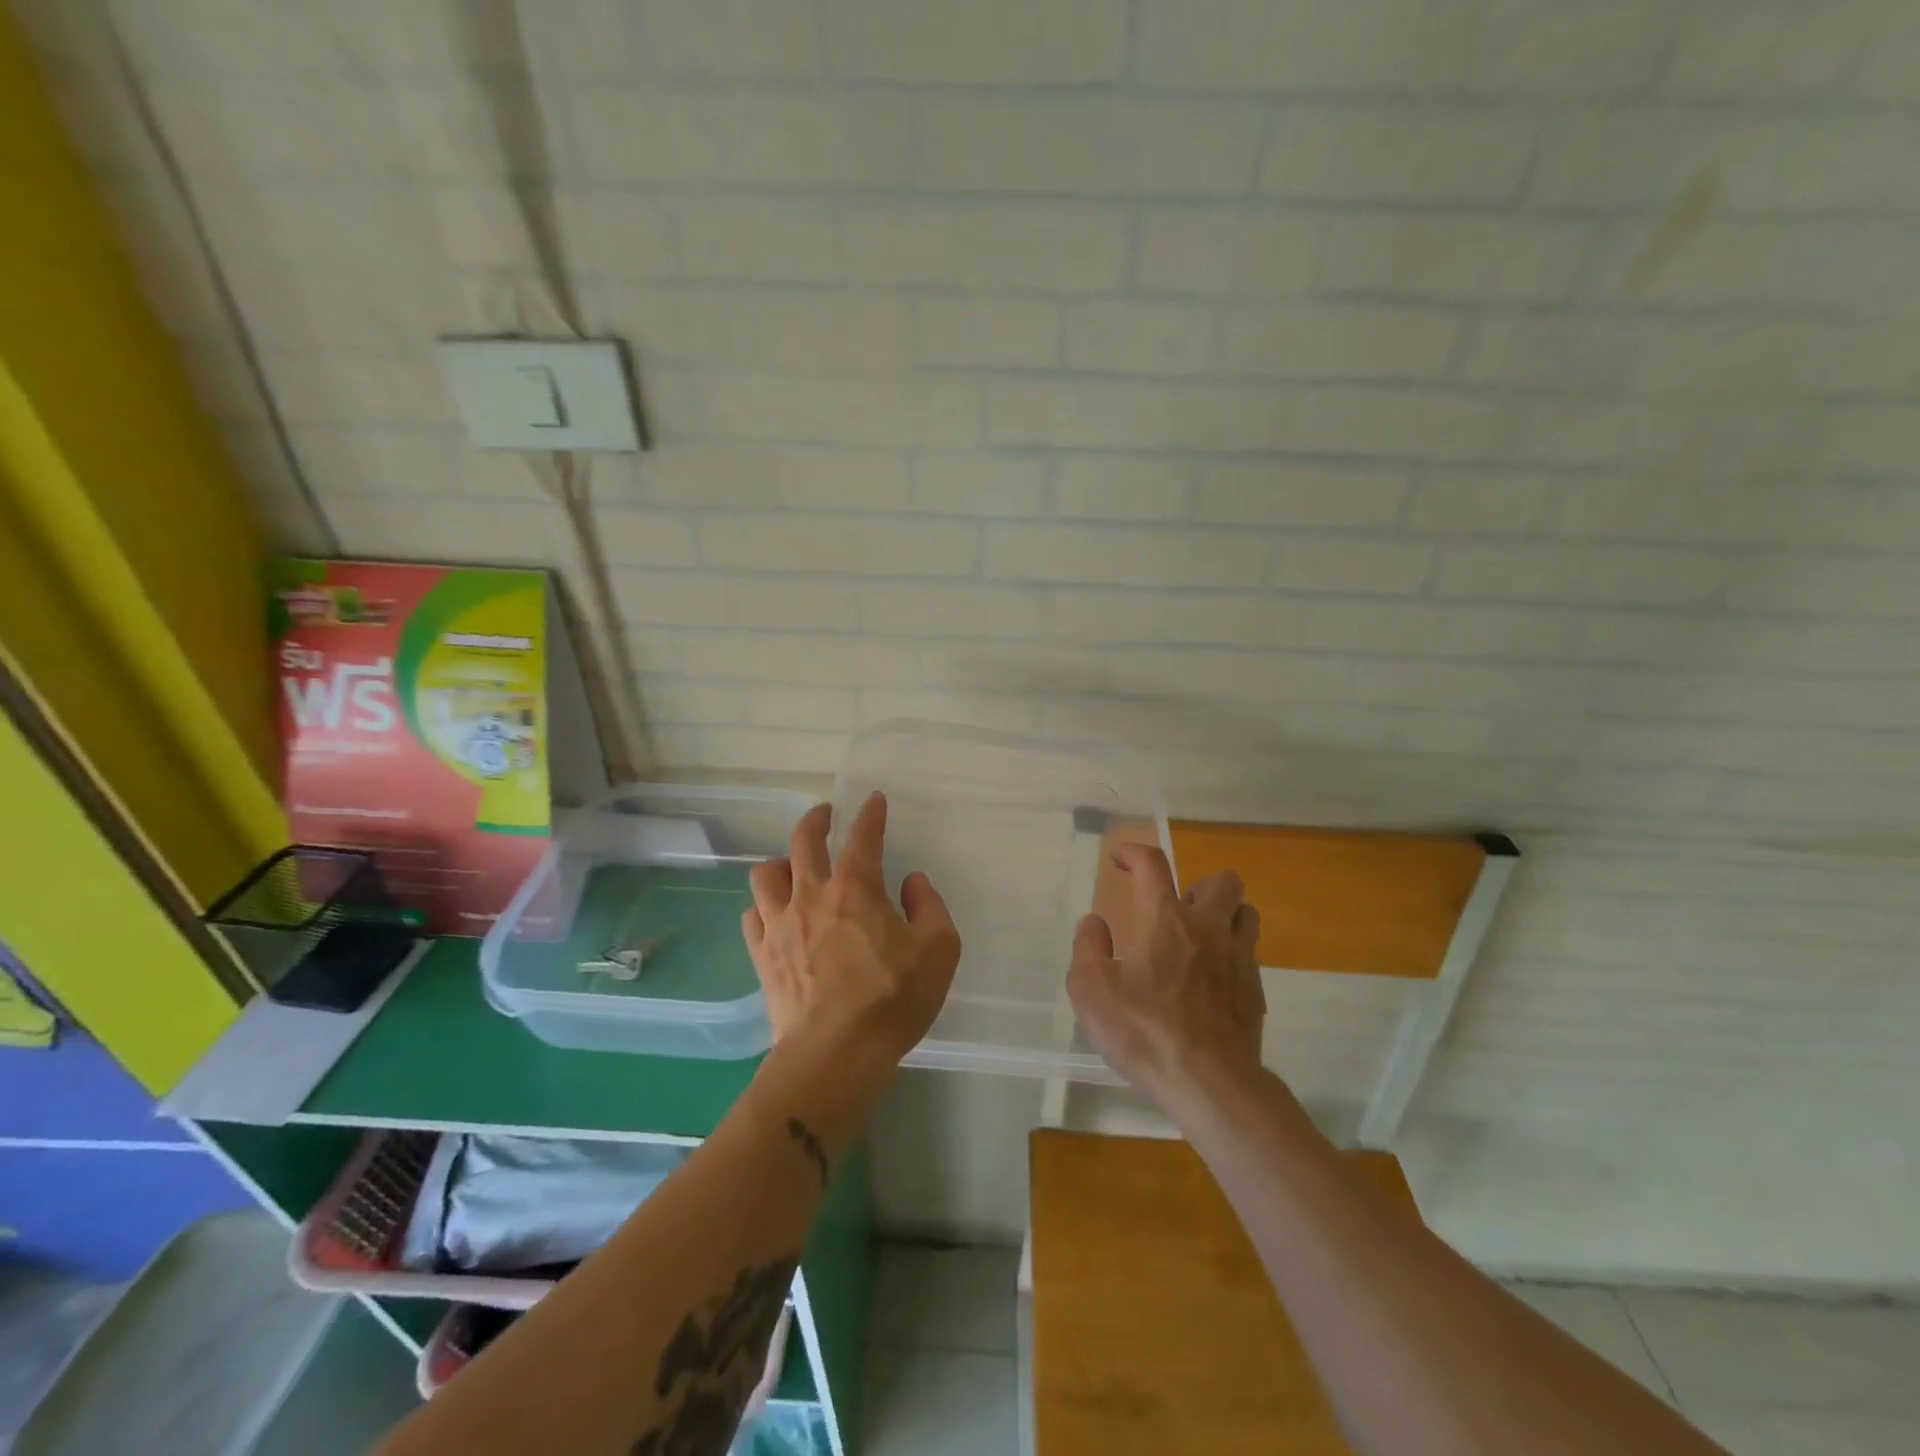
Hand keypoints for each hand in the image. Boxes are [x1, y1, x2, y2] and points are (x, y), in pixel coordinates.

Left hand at [743, 792, 961, 1070]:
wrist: (835, 1054)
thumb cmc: (892, 998)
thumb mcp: (938, 949)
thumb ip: (929, 906)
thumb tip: (912, 882)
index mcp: (856, 888)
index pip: (863, 836)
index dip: (870, 814)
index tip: (873, 800)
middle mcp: (812, 895)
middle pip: (803, 841)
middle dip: (816, 820)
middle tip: (825, 815)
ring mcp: (780, 925)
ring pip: (766, 874)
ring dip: (781, 863)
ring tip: (794, 869)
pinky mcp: (762, 956)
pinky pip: (752, 916)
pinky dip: (763, 906)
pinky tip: (774, 914)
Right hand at [1067, 844, 1265, 1106]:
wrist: (1210, 1085)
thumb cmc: (1144, 1032)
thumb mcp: (1090, 990)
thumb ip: (1087, 948)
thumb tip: (1095, 923)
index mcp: (1166, 920)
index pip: (1153, 864)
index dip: (1133, 852)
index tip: (1119, 858)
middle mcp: (1208, 928)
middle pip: (1223, 881)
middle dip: (1198, 884)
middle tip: (1174, 910)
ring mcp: (1239, 959)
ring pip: (1246, 912)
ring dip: (1224, 914)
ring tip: (1199, 937)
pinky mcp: (1255, 990)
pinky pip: (1249, 953)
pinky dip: (1231, 953)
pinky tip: (1210, 981)